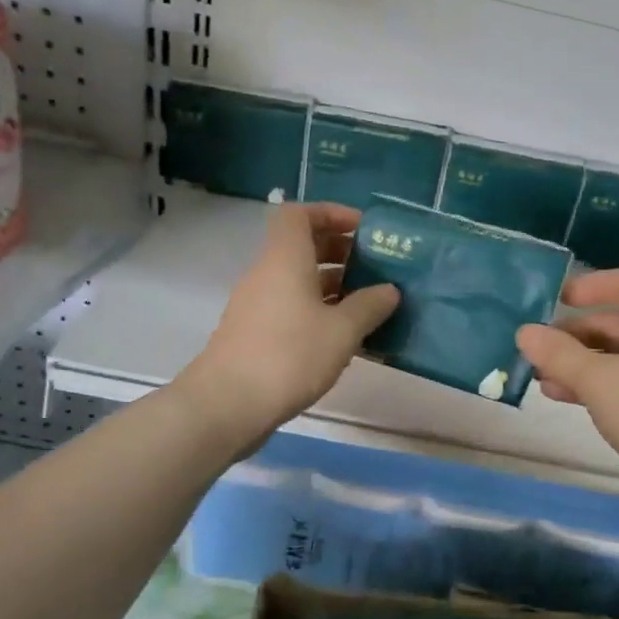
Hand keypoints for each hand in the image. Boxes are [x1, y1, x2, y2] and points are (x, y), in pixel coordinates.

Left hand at [180, 203, 399, 440]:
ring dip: (333, 287)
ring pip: (299, 282)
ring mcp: (257, 306)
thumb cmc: (289, 356)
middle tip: (376, 269)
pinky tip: (345, 339)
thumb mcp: (342, 331)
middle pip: (302, 247)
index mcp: (285, 259)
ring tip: (370, 306)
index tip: (363, 230)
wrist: (228, 405)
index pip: (300, 214)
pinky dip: (319, 313)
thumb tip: (390, 290)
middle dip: (341, 252)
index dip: (331, 213)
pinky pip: (292, 309)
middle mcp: (267, 274)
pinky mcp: (255, 334)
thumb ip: (370, 306)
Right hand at [516, 269, 618, 490]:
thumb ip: (558, 354)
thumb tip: (524, 332)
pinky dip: (592, 385)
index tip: (559, 299)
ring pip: (616, 357)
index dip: (594, 285)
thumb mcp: (596, 379)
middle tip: (538, 348)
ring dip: (578, 362)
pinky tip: (560, 396)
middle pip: (617, 323)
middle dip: (575, 333)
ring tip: (540, 376)